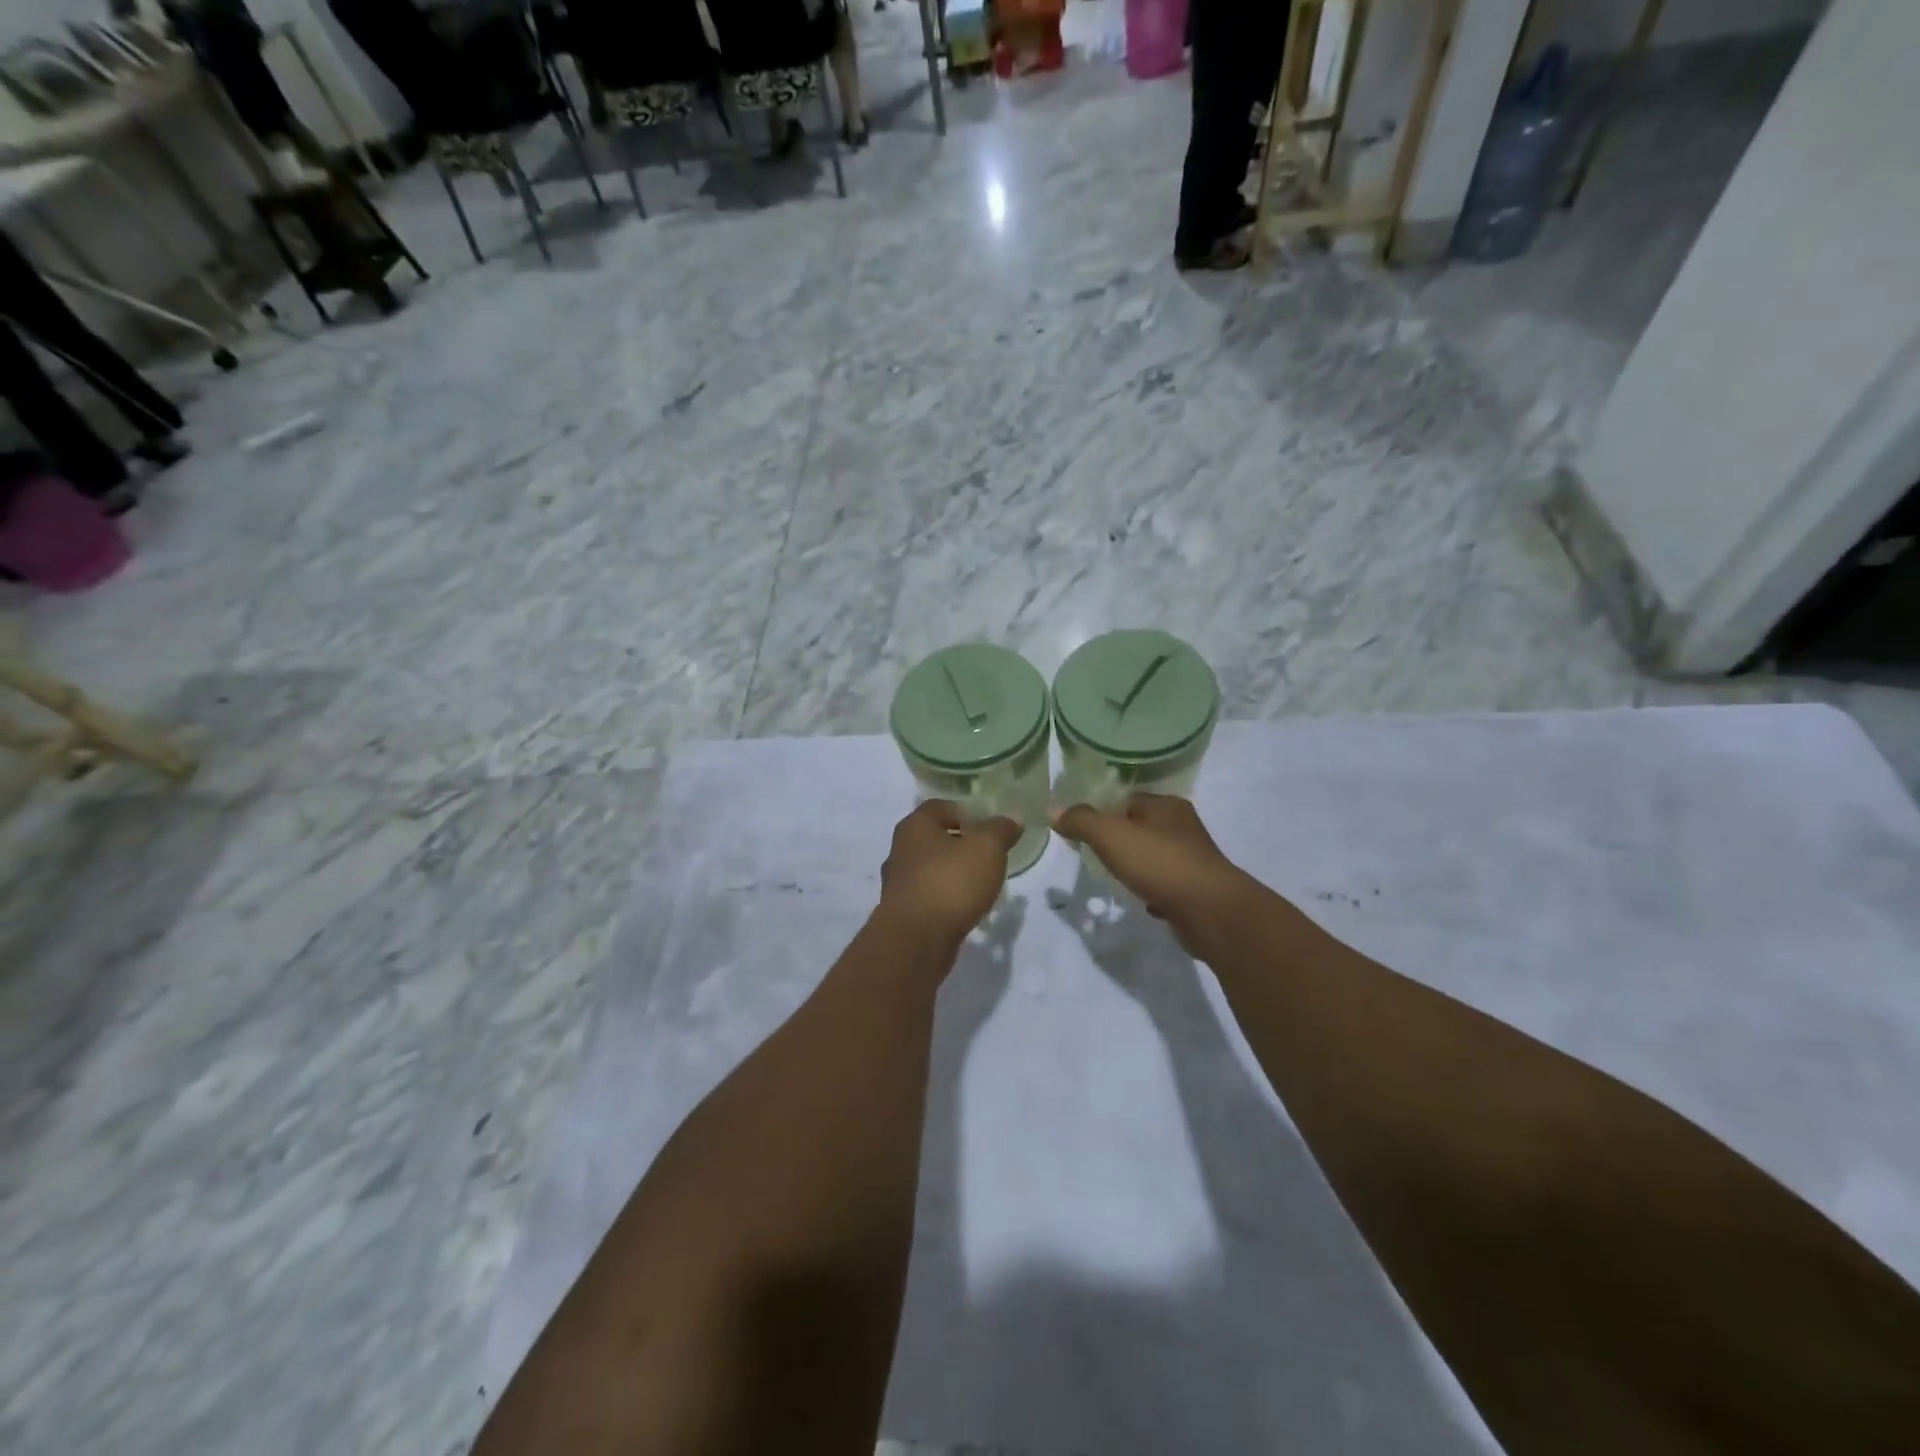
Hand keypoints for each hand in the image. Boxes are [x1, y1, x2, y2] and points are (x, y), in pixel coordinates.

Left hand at [878, 800, 1021, 947]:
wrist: (916, 940)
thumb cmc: (951, 883)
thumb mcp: (987, 848)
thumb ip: (1000, 830)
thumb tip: (1012, 818)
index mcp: (915, 826)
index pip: (940, 806)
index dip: (967, 812)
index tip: (990, 827)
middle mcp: (900, 849)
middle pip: (935, 838)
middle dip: (962, 844)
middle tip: (990, 855)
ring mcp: (898, 883)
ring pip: (932, 869)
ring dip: (955, 873)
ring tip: (983, 884)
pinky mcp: (902, 912)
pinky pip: (930, 896)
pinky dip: (947, 898)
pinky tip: (967, 908)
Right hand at [1052, 795, 1249, 952]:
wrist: (1210, 911)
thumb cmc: (1159, 863)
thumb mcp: (1110, 835)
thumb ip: (1081, 821)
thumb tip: (1054, 811)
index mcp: (1167, 805)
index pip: (1128, 799)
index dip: (1104, 812)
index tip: (1083, 830)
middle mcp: (1183, 826)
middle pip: (1141, 827)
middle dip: (1119, 840)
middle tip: (1093, 855)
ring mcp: (1193, 859)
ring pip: (1154, 856)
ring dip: (1135, 866)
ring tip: (1113, 877)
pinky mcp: (1197, 889)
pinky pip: (1165, 884)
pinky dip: (1151, 889)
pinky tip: (1139, 901)